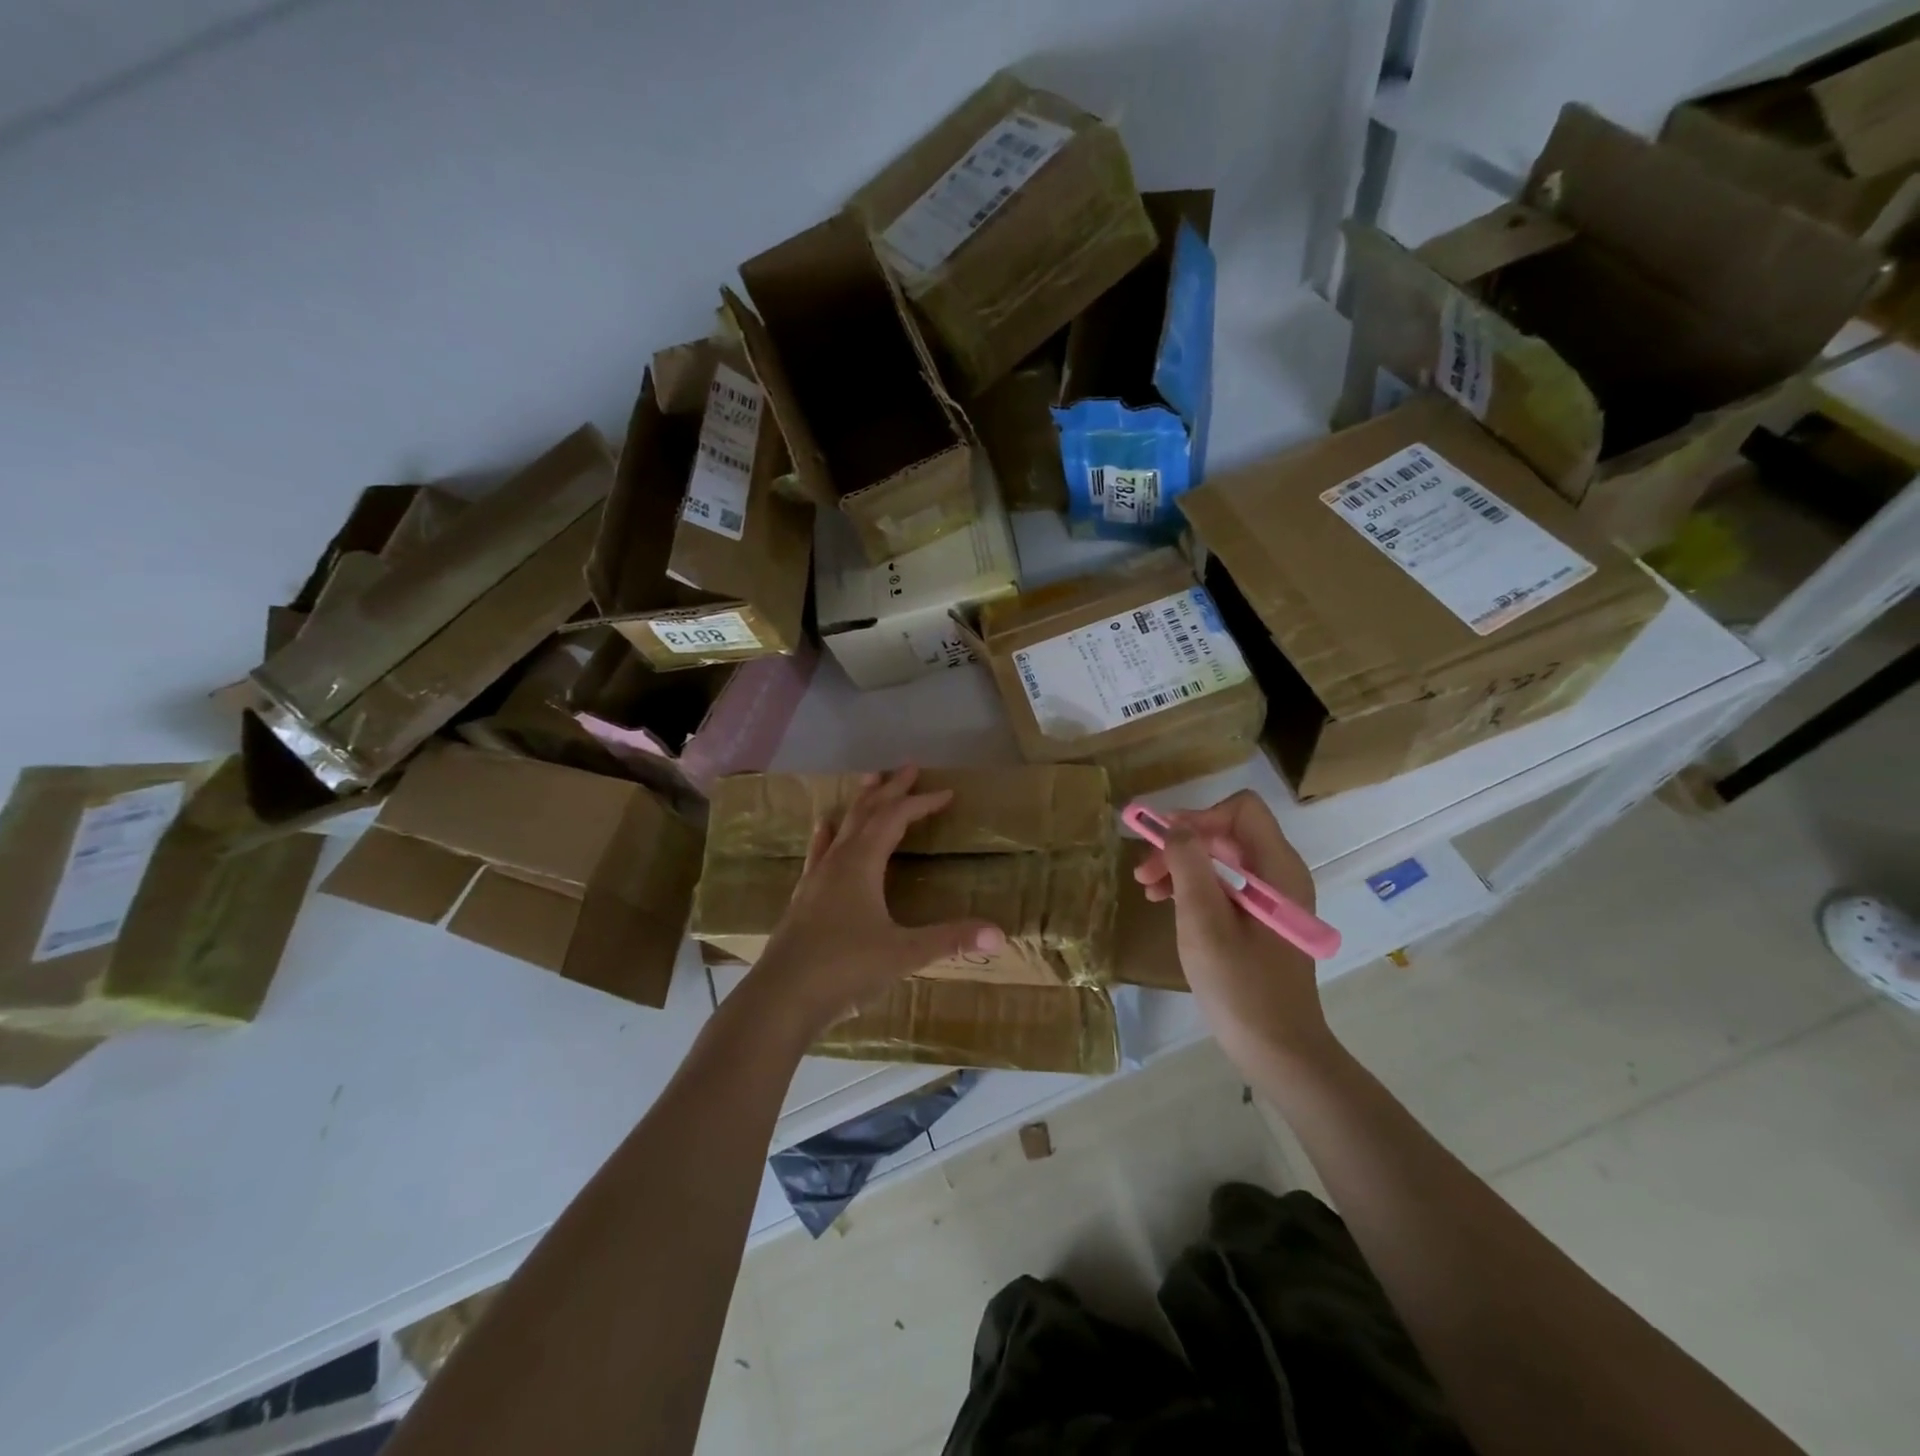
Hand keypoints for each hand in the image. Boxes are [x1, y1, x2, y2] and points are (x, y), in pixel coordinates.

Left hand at [748, 767, 1006, 1030]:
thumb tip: (1000, 933)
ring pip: (841, 827)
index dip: (921, 803)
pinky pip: (819, 852)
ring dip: (860, 803)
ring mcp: (816, 878)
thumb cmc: (845, 969)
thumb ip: (950, 940)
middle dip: (890, 789)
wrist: (781, 998)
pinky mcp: (803, 897)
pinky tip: (823, 828)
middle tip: (908, 767)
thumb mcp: (904, 954)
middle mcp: (838, 861)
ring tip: (869, 781)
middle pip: (866, 812)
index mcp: (862, 863)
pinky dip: (828, 834)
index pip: (895, 819)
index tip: (946, 793)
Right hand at [1132, 791, 1333, 1066]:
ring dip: (1183, 865)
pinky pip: (1226, 884)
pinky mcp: (1263, 920)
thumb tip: (1174, 826)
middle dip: (1182, 843)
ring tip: (1147, 888)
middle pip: (1228, 832)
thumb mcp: (1203, 922)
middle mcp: (1280, 874)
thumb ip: (1188, 865)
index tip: (1161, 843)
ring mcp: (1273, 898)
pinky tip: (1168, 904)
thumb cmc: (1240, 987)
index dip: (1198, 817)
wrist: (1278, 1051)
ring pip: (1223, 858)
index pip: (1240, 809)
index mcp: (1277, 869)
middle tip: (1143, 871)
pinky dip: (1195, 886)